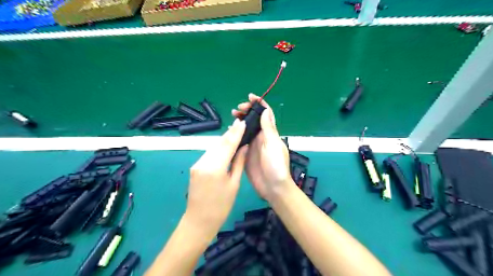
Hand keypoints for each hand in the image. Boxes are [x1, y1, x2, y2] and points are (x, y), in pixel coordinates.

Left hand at [184, 120, 247, 237]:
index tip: (242, 122)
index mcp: (215, 167)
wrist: (199, 221)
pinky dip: (218, 149)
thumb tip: (244, 147)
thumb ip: (239, 163)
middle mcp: (203, 162)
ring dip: (224, 140)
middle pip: (218, 143)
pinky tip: (225, 146)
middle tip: (240, 124)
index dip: (235, 133)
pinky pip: (209, 154)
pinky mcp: (195, 167)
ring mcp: (197, 164)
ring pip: (213, 147)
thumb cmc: (221, 206)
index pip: (227, 144)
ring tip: (235, 133)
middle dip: (229, 134)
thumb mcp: (234, 184)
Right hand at [232, 94, 289, 201]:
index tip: (250, 97)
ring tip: (232, 117)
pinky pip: (240, 140)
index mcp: (270, 133)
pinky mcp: (246, 153)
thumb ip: (268, 128)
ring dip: (240, 121)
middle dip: (247, 111)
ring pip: (246, 128)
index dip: (259, 104)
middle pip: (254, 119)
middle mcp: (261, 137)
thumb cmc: (276, 165)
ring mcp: (253, 145)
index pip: (266, 114)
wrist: (272, 187)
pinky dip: (235, 134)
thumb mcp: (273, 144)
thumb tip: (266, 110)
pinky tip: (229, 131)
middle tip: (237, 109)